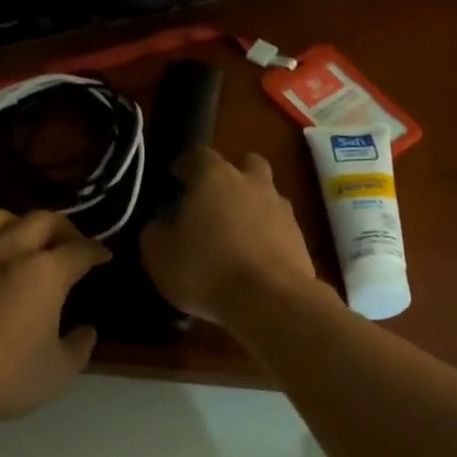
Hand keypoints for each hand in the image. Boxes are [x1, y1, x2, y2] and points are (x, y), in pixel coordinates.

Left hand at [0, 209, 110, 419]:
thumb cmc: (4, 375)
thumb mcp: (58, 373)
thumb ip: (79, 348)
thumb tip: (86, 331)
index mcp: (46, 272)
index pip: (80, 250)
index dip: (97, 251)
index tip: (104, 256)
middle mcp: (10, 249)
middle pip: (42, 220)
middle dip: (63, 228)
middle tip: (70, 244)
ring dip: (18, 223)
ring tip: (22, 239)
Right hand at [141, 148, 322, 325]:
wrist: (269, 300)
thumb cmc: (205, 270)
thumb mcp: (159, 256)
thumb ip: (155, 233)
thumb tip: (160, 225)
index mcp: (214, 177)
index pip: (198, 155)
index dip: (186, 165)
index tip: (176, 179)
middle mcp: (252, 183)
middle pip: (246, 164)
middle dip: (232, 175)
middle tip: (215, 200)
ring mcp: (282, 209)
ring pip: (267, 195)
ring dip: (253, 207)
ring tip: (236, 234)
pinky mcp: (300, 238)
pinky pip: (280, 227)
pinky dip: (268, 236)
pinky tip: (255, 259)